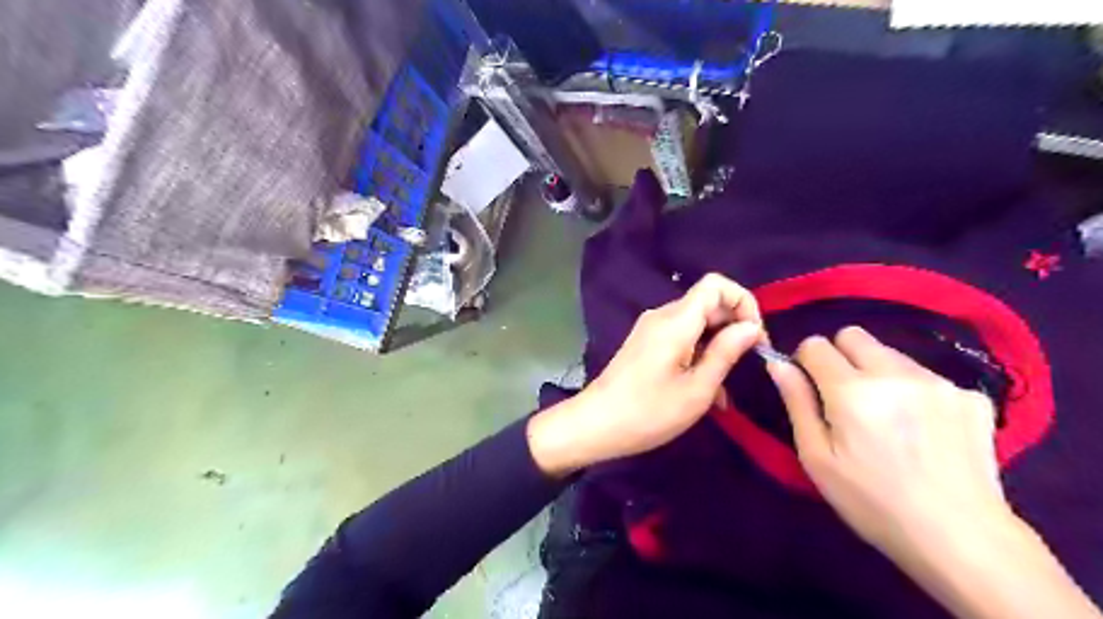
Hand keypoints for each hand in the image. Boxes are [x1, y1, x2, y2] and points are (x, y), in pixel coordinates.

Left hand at [529, 272, 764, 478]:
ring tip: (726, 390)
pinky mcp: (645, 345)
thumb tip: (751, 327)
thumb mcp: (697, 389)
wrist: (595, 425)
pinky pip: (681, 339)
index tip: (755, 337)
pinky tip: (706, 392)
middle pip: (707, 304)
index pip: (716, 285)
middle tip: (748, 364)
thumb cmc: (648, 412)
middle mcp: (662, 317)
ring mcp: (651, 330)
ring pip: (696, 325)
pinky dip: (699, 357)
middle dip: (734, 328)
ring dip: (717, 349)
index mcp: (675, 321)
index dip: (743, 302)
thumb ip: (726, 353)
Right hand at [769, 328, 1006, 565]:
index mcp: (852, 391)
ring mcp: (939, 382)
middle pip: (854, 335)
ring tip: (888, 417)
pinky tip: (924, 430)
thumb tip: (778, 363)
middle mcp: (895, 374)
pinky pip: (926, 376)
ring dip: (878, 373)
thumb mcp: (817, 458)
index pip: (815, 344)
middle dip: (840, 357)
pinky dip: (915, 392)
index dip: (806, 362)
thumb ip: (796, 403)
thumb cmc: (872, 502)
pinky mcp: (972, 396)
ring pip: (890, 353)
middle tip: (846, 399)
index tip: (812, 388)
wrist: (963, 540)